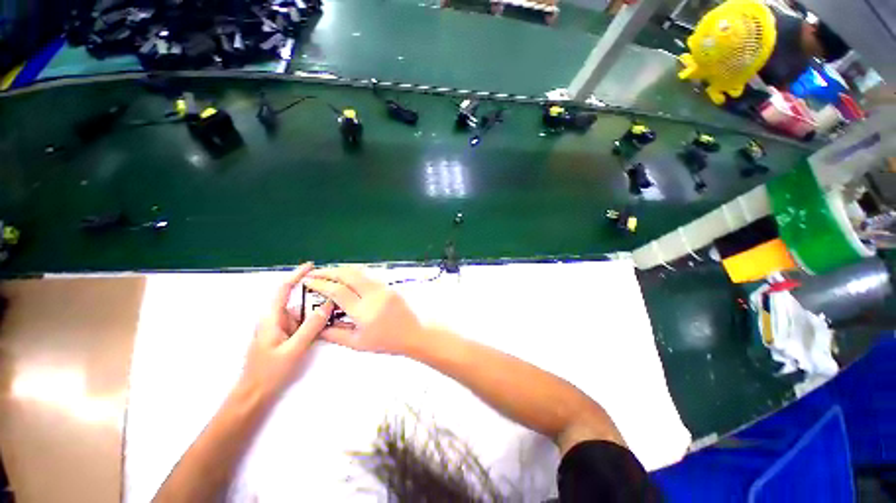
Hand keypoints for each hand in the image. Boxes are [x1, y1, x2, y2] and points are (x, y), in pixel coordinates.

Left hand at [239, 263, 333, 399]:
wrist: (254, 394)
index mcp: (271, 318)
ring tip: (334, 305)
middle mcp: (274, 319)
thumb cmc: (270, 372)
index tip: (312, 266)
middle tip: (333, 290)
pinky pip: (300, 322)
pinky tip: (325, 322)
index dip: (297, 275)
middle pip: (295, 299)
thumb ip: (311, 327)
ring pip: (300, 311)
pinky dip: (313, 319)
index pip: (283, 289)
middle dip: (313, 292)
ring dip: (315, 307)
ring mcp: (279, 328)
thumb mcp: (294, 349)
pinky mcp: (284, 336)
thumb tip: (327, 305)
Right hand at [304, 268, 424, 355]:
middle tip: (314, 273)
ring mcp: (383, 288)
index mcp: (363, 311)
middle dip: (329, 271)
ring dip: (342, 270)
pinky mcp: (389, 285)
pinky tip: (347, 277)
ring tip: (328, 273)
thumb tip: (316, 325)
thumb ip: (334, 334)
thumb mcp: (357, 343)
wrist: (413, 333)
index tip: (308, 281)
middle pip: (348, 275)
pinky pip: (369, 275)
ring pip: (360, 272)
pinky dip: (354, 273)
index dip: (320, 284)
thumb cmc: (386, 342)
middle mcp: (373, 295)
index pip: (338, 291)